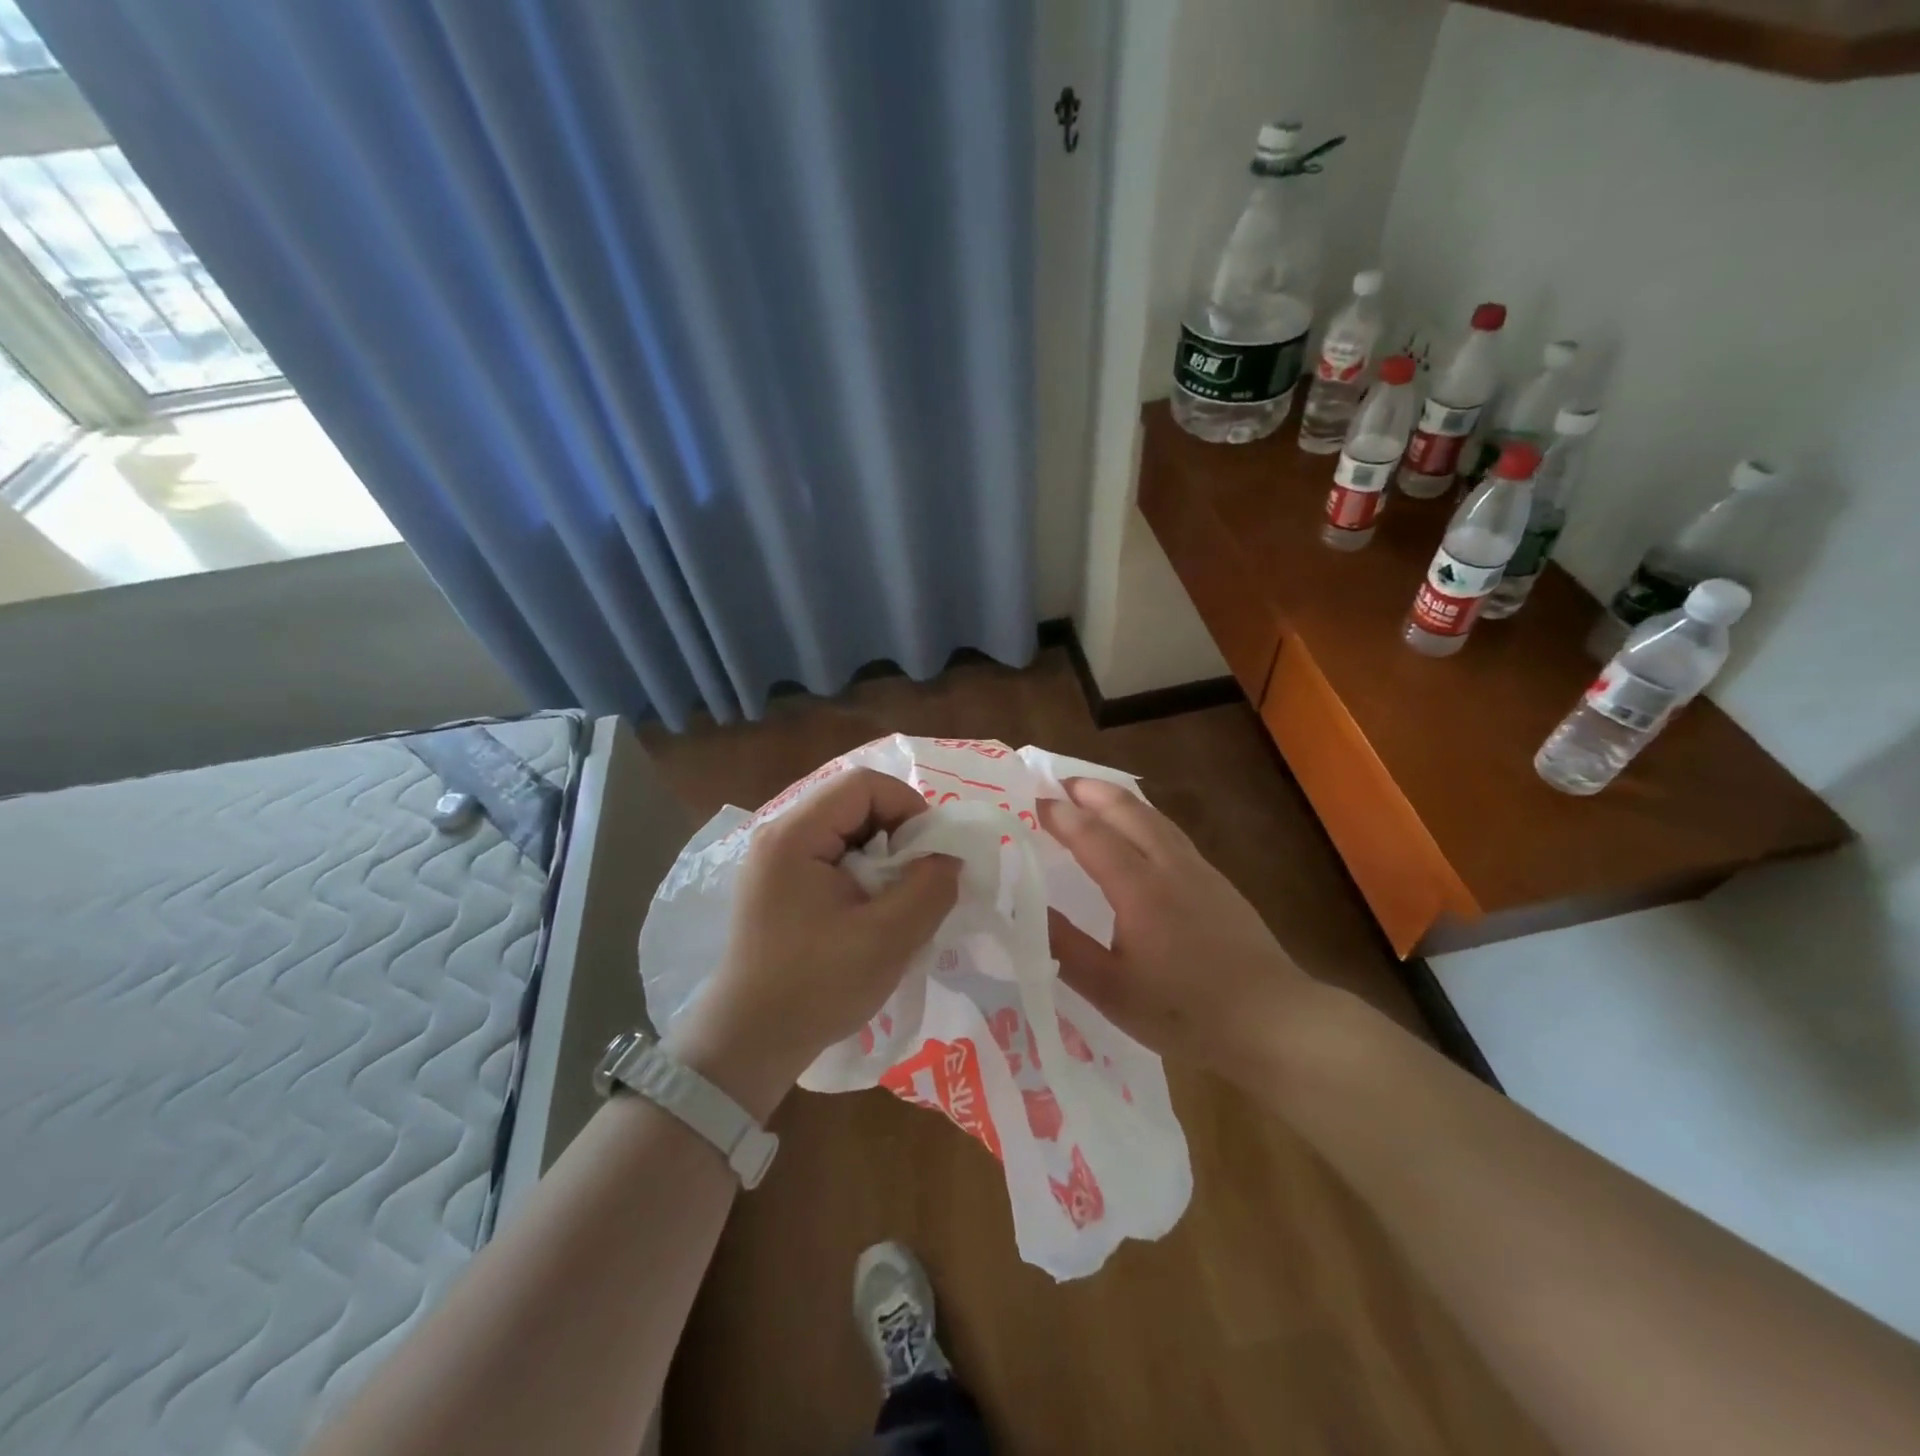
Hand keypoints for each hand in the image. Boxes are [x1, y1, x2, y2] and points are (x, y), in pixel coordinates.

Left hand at [667, 768, 959, 1119]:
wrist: (747, 1043)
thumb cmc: (816, 987)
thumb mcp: (888, 938)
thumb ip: (929, 887)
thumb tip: (949, 857)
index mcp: (794, 835)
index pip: (862, 784)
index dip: (908, 806)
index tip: (930, 853)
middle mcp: (778, 835)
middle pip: (852, 803)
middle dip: (896, 833)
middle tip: (917, 878)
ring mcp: (773, 861)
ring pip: (844, 830)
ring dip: (880, 855)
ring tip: (897, 898)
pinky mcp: (775, 886)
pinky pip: (829, 856)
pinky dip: (860, 873)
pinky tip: (870, 911)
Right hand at [1037, 777, 1311, 1085]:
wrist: (1274, 1021)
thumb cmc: (1185, 1011)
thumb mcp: (1111, 989)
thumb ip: (1064, 946)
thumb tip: (1022, 908)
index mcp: (1139, 888)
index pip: (1091, 835)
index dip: (1059, 815)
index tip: (1029, 801)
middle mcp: (1169, 866)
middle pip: (1127, 810)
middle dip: (1090, 791)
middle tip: (1057, 783)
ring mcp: (1199, 870)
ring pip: (1153, 817)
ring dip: (1118, 799)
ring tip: (1092, 795)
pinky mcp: (1218, 882)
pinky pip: (1171, 832)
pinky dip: (1143, 817)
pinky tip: (1140, 832)